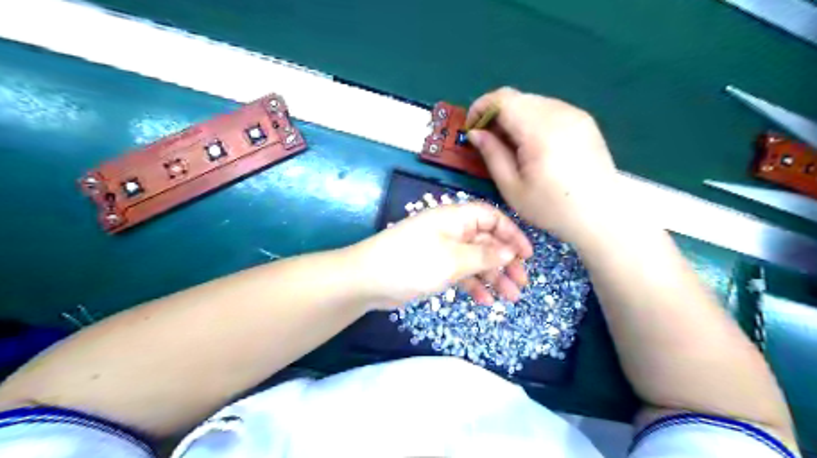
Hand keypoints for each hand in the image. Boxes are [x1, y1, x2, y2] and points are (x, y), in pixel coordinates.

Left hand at [345, 204, 533, 310]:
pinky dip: (473, 285)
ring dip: (493, 277)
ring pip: (475, 259)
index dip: (512, 234)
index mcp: (455, 218)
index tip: (527, 255)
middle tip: (522, 283)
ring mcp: (442, 249)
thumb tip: (509, 251)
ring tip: (510, 298)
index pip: (491, 217)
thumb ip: (484, 255)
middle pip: (486, 241)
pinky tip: (485, 301)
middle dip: (506, 261)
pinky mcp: (434, 267)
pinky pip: (461, 273)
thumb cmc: (412, 263)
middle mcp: (451, 230)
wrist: (368, 280)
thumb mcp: (453, 259)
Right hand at [466, 86, 619, 244]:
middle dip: (496, 113)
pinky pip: (550, 109)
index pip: (502, 99)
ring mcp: (575, 114)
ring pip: (533, 101)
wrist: (601, 215)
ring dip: (515, 116)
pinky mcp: (584, 120)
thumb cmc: (551, 208)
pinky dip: (533, 120)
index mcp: (540, 130)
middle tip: (489, 140)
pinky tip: (534, 145)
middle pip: (517, 97)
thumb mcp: (512, 187)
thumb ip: (492, 154)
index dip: (481, 107)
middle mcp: (559, 113)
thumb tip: (475, 132)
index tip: (472, 127)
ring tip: (511, 145)